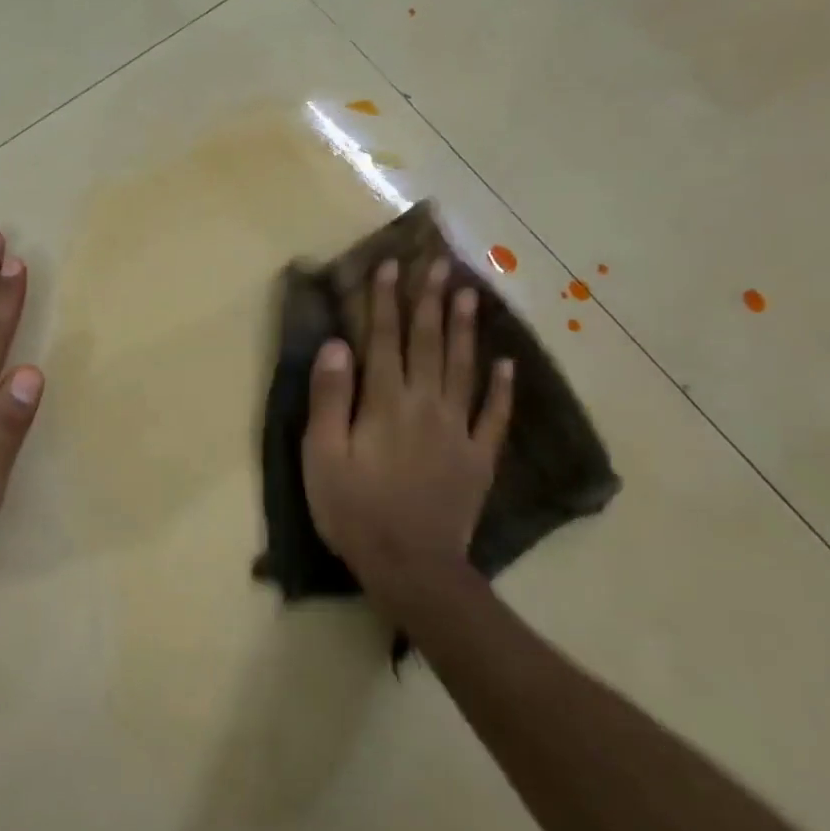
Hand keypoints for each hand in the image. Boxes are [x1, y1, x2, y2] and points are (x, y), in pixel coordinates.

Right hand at [300, 258, 513, 617]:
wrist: (410, 565)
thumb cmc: (354, 510)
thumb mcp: (322, 456)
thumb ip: (330, 399)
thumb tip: (338, 345)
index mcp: (384, 403)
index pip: (384, 341)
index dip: (385, 302)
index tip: (390, 266)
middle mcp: (425, 405)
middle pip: (428, 344)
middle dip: (430, 302)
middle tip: (437, 264)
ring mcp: (458, 430)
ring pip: (463, 369)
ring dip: (466, 330)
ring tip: (470, 294)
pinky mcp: (478, 458)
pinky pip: (494, 416)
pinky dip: (501, 388)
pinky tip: (507, 364)